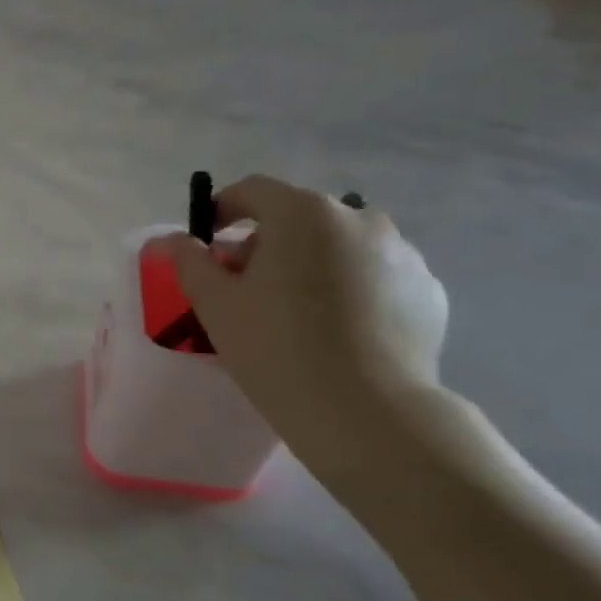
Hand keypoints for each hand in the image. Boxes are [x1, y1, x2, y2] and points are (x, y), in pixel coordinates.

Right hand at [163, 175, 449, 457]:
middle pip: (299, 218)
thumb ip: (189, 261)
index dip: (221, 210)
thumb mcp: (215, 304)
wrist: (365, 409)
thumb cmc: (275, 347)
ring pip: (340, 246)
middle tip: (245, 288)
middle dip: (266, 244)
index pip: (252, 191)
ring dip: (310, 265)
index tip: (207, 244)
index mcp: (303, 214)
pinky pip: (374, 276)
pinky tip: (335, 332)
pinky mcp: (427, 289)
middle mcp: (359, 218)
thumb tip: (173, 239)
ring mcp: (402, 252)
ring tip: (294, 314)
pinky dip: (349, 290)